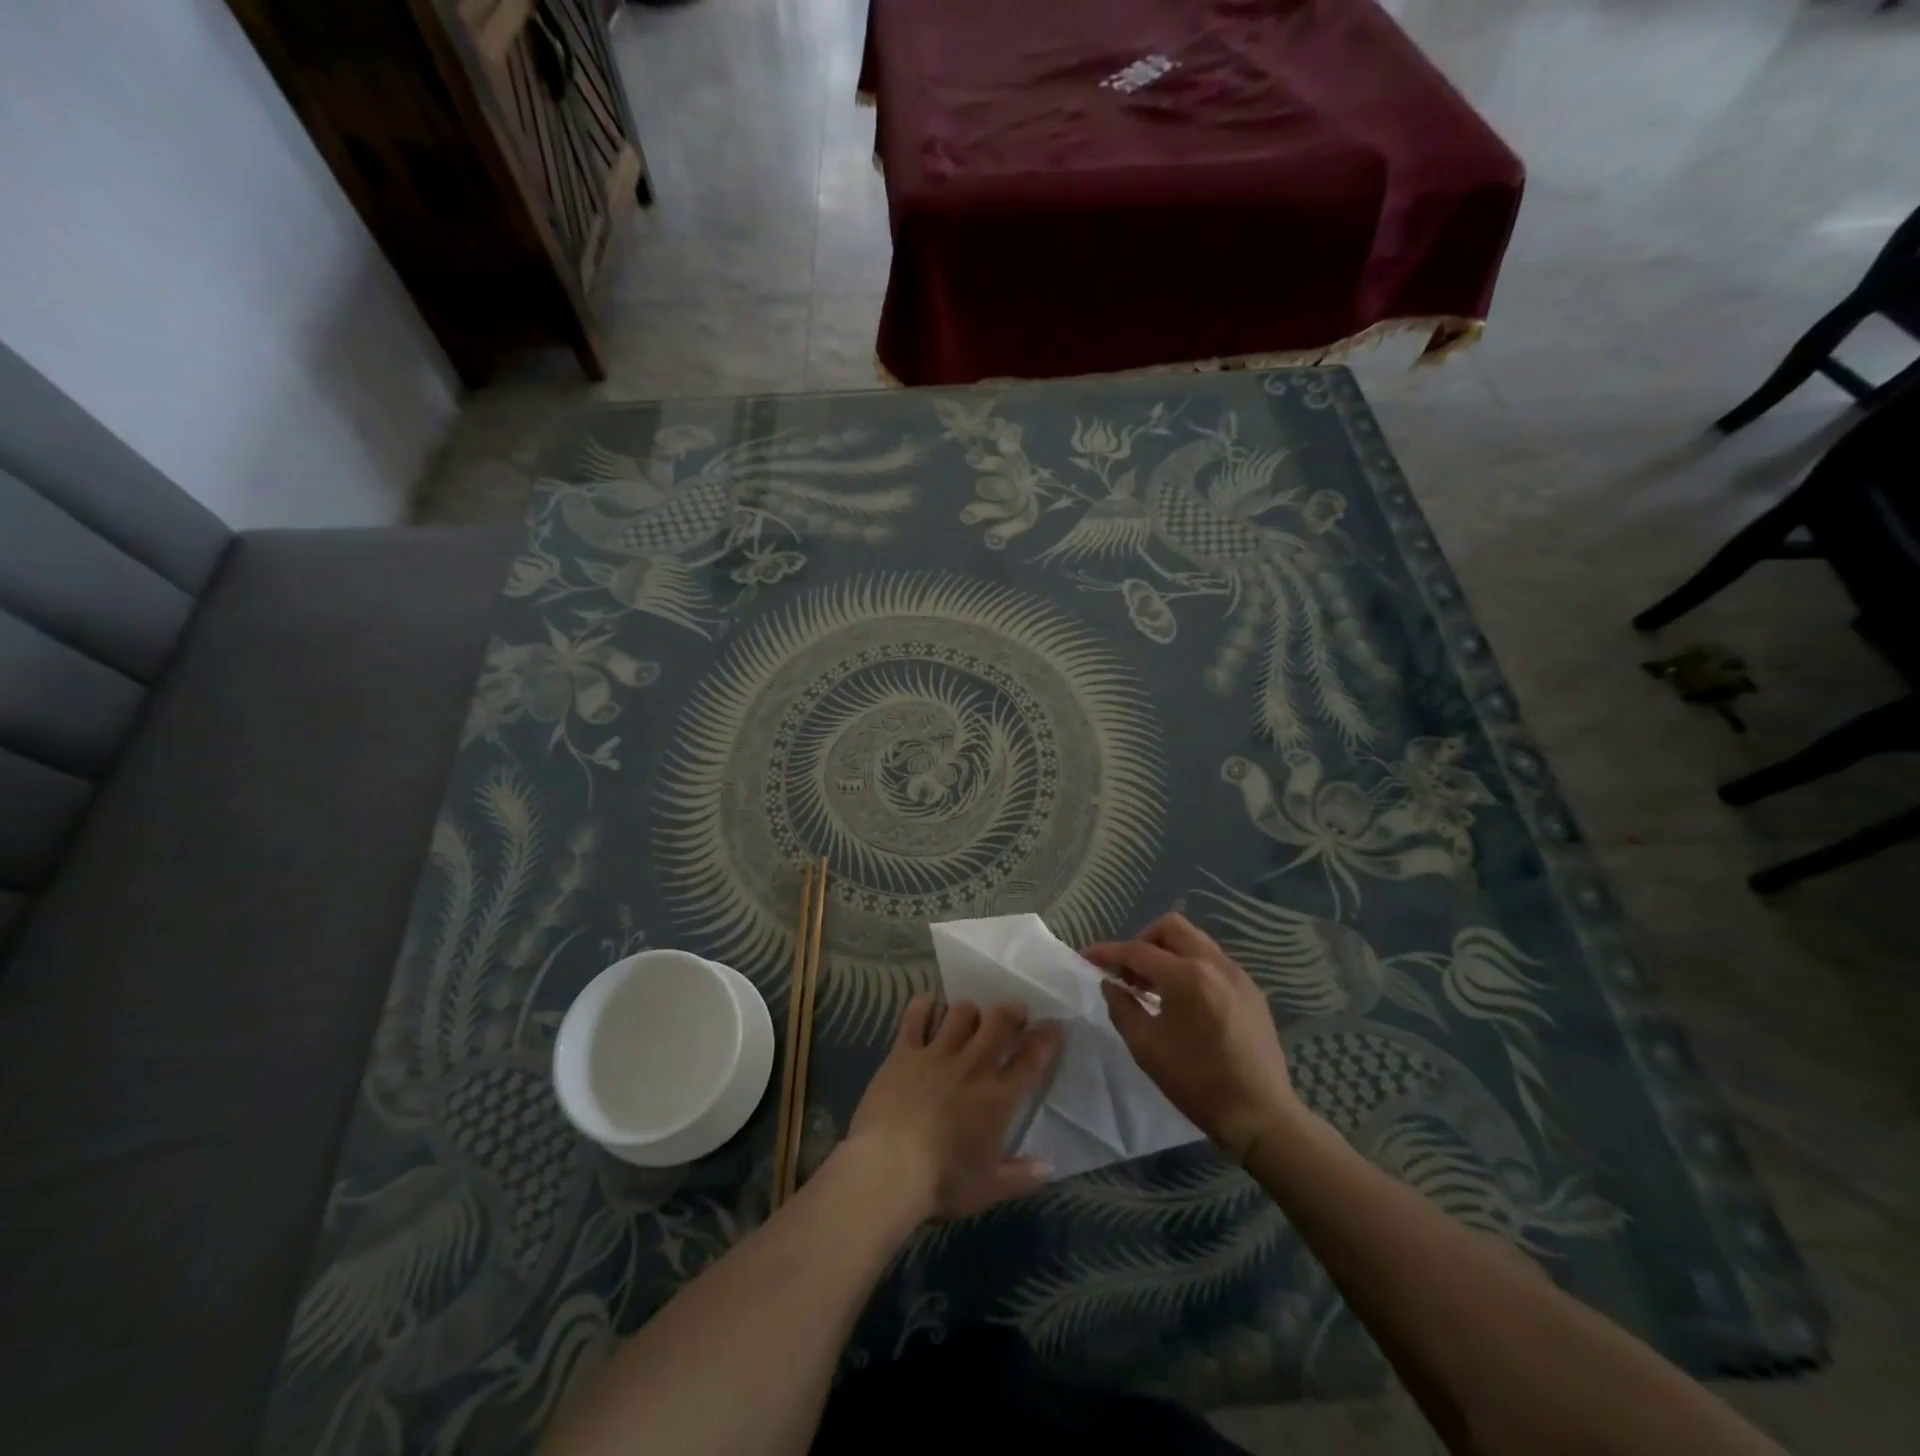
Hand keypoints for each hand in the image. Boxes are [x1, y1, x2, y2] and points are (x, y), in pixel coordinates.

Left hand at [842, 994, 1058, 1221]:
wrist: (888, 1169)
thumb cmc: (942, 1182)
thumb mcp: (988, 1189)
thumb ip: (1022, 1177)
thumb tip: (1050, 1167)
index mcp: (998, 1098)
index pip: (1031, 1059)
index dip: (1046, 1038)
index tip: (1055, 1025)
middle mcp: (973, 1066)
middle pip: (1000, 1022)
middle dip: (1012, 1010)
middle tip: (1015, 1012)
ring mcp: (937, 1054)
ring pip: (961, 1012)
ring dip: (970, 1010)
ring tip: (970, 1016)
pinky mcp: (904, 1051)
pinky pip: (916, 1016)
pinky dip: (923, 1006)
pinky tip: (927, 1004)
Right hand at [1084, 912, 1300, 1159]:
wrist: (1260, 1115)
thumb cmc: (1197, 1082)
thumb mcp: (1147, 1048)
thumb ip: (1122, 1008)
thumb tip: (1110, 984)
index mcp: (1186, 977)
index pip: (1137, 950)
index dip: (1108, 952)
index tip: (1087, 957)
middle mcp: (1214, 964)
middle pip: (1171, 927)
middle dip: (1142, 941)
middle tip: (1129, 971)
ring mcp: (1237, 974)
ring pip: (1194, 940)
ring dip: (1167, 952)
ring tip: (1153, 986)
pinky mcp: (1251, 990)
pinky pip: (1213, 961)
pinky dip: (1190, 966)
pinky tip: (1184, 1000)